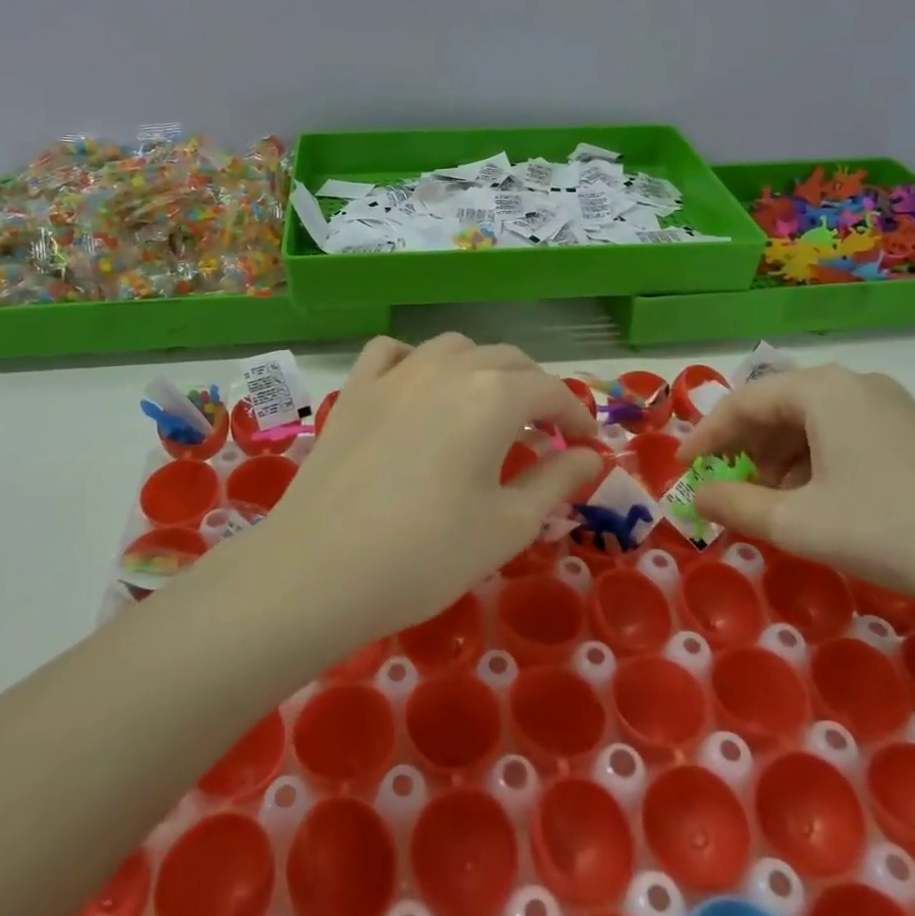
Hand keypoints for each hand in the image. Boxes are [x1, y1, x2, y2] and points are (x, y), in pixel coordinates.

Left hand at [249, 334, 603, 646]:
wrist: (322, 568)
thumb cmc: (428, 553)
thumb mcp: (508, 525)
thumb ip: (556, 481)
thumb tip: (592, 457)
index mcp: (494, 396)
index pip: (550, 390)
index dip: (576, 414)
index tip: (587, 443)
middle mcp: (449, 367)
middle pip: (507, 360)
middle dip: (535, 389)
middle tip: (544, 432)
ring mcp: (397, 372)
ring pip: (455, 347)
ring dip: (482, 369)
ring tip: (486, 408)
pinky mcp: (356, 387)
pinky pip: (393, 351)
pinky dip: (417, 359)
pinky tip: (419, 386)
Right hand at [679, 363, 914, 613]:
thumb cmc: (891, 531)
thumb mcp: (799, 524)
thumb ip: (735, 505)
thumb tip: (698, 495)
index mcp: (822, 389)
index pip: (743, 402)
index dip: (706, 436)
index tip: (682, 469)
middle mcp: (854, 384)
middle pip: (776, 408)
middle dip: (743, 449)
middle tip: (724, 488)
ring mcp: (889, 406)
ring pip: (809, 424)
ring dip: (778, 460)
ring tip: (771, 505)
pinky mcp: (913, 433)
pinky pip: (841, 436)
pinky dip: (813, 464)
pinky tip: (816, 503)